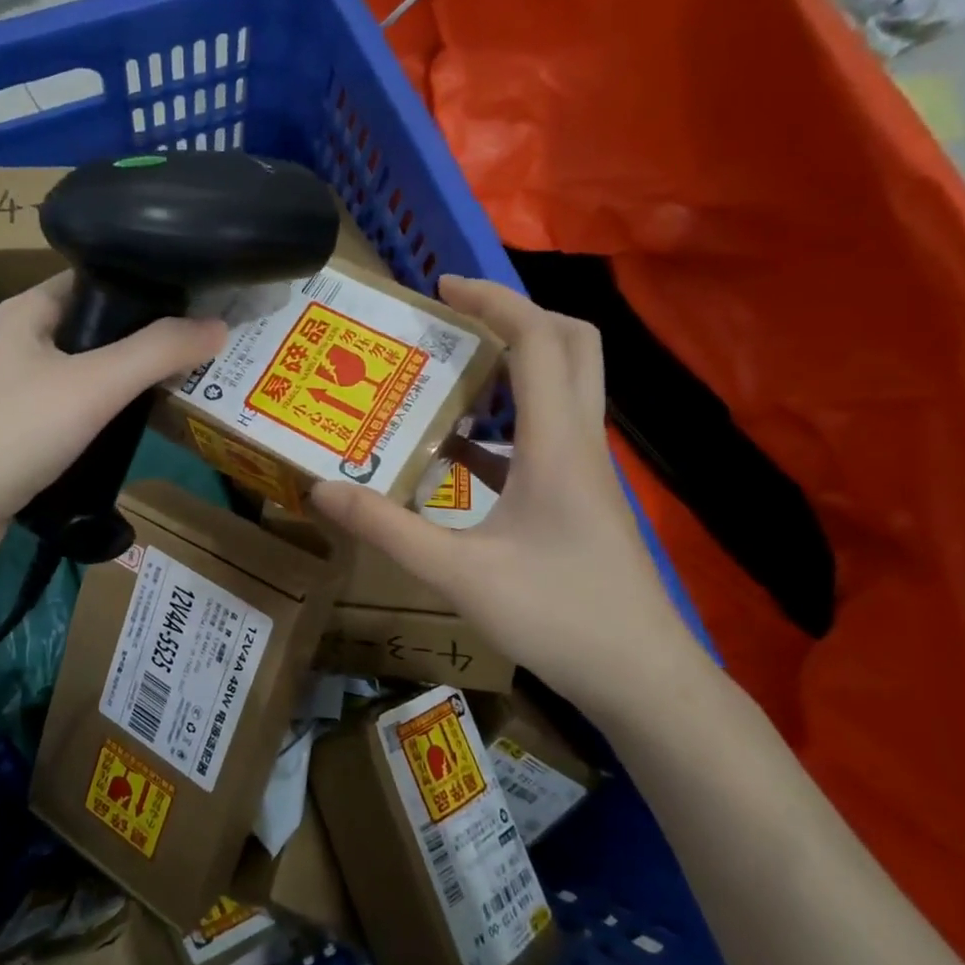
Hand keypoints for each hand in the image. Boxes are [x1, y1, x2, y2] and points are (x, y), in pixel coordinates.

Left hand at [0, 274, 226, 569]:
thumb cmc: (12, 433)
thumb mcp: (92, 386)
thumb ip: (156, 353)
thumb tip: (219, 326)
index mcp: (29, 309)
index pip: (99, 279)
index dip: (149, 285)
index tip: (201, 299)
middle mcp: (22, 341)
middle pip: (99, 328)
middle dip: (148, 339)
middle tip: (205, 349)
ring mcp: (19, 389)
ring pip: (90, 372)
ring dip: (131, 380)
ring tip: (187, 383)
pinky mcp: (23, 431)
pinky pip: (78, 410)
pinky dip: (109, 414)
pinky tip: (141, 425)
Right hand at [309, 276, 702, 712]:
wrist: (642, 677)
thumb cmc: (559, 618)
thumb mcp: (460, 574)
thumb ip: (387, 530)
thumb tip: (322, 488)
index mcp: (555, 444)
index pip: (536, 341)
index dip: (493, 301)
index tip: (442, 287)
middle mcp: (578, 443)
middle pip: (571, 346)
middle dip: (517, 315)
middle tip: (456, 318)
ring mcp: (586, 472)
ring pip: (564, 388)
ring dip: (514, 365)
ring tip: (449, 370)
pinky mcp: (581, 499)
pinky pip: (546, 437)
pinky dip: (506, 423)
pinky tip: (458, 449)